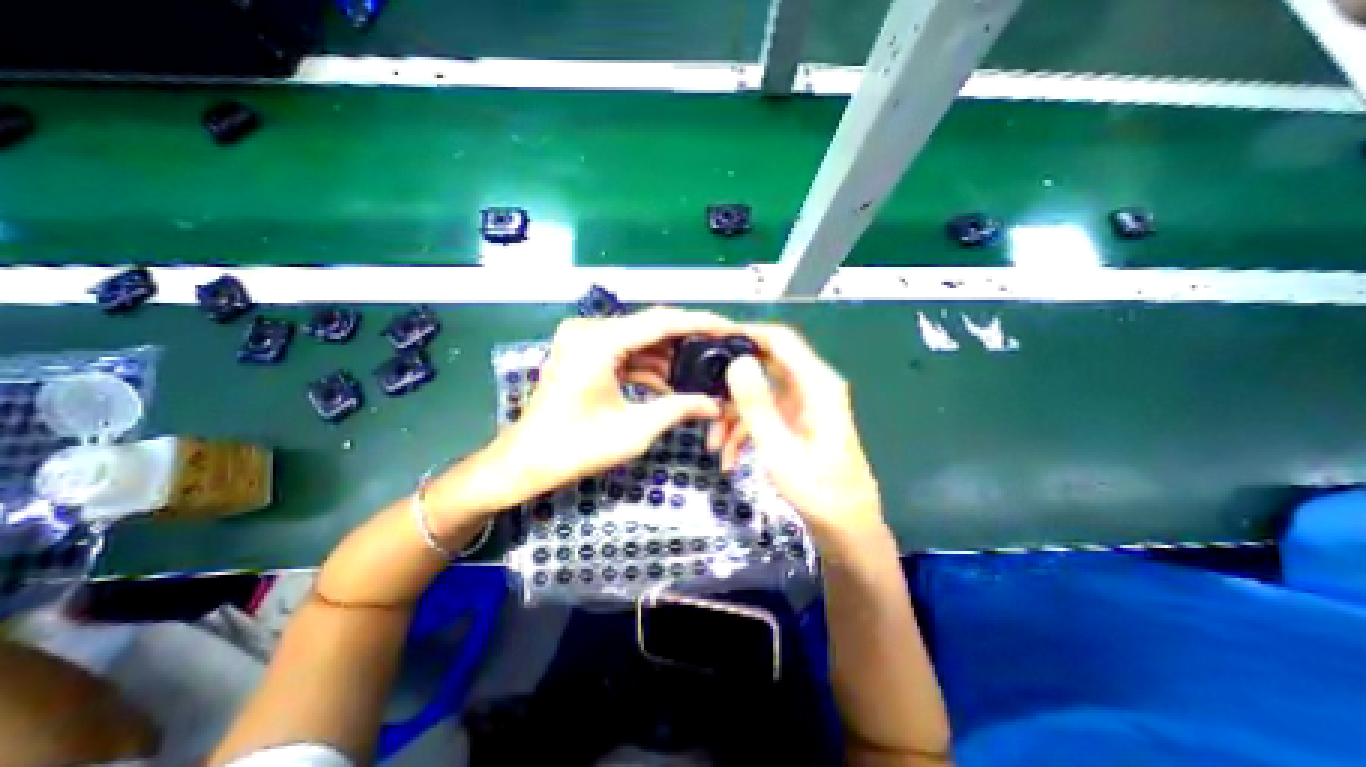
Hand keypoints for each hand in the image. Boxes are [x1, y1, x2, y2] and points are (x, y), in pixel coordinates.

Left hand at [483, 306, 735, 502]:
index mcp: (598, 342)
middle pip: (651, 326)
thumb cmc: (574, 449)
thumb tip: (715, 404)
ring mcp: (584, 339)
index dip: (700, 324)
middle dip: (688, 340)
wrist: (525, 461)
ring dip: (669, 356)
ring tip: (701, 371)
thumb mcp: (633, 431)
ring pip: (640, 339)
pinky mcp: (584, 352)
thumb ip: (678, 410)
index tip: (730, 328)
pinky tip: (670, 383)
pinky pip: (625, 352)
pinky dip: (648, 365)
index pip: (661, 322)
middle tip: (721, 350)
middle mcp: (589, 329)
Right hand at [716, 325, 886, 544]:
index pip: (780, 339)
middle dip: (731, 382)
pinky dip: (744, 430)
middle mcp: (812, 387)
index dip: (746, 332)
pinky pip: (764, 414)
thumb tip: (737, 361)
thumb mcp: (778, 449)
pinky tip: (728, 458)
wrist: (845, 527)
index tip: (711, 337)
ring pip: (759, 393)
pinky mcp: (796, 421)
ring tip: (713, 445)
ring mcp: (803, 405)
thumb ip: (757, 404)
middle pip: (765, 364)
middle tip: (702, 392)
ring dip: (733, 415)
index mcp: (817, 384)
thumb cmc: (817, 491)